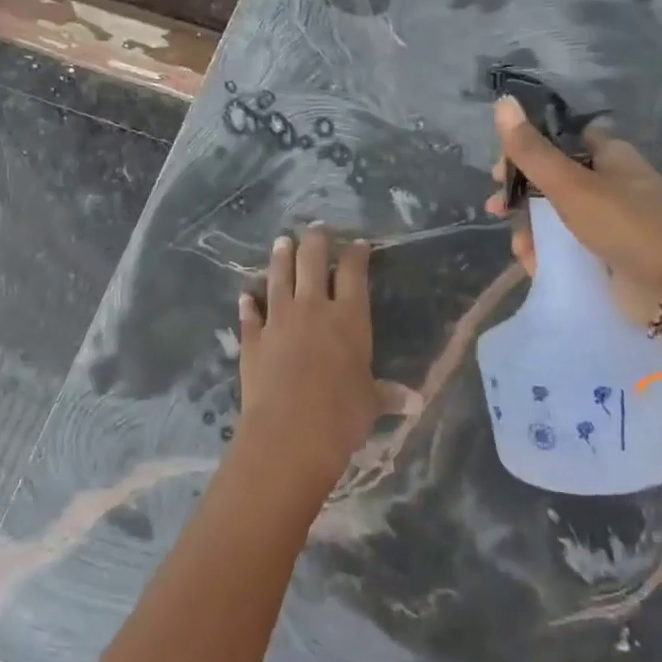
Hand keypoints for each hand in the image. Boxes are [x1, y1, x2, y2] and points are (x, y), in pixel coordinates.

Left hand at [231, 226, 376, 501]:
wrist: (289, 432)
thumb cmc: (342, 415)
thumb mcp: (370, 403)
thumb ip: (387, 395)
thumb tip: (416, 401)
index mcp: (349, 318)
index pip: (354, 273)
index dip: (356, 254)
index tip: (357, 243)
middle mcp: (313, 309)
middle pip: (312, 263)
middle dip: (316, 242)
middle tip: (316, 228)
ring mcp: (279, 321)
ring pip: (279, 279)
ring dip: (280, 258)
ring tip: (282, 241)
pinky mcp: (252, 340)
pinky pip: (250, 315)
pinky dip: (248, 304)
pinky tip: (246, 295)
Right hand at [484, 97, 661, 343]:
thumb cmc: (627, 223)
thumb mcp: (571, 184)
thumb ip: (532, 150)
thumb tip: (502, 101)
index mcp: (607, 155)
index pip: (557, 140)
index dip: (525, 149)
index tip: (498, 170)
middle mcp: (607, 183)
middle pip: (551, 180)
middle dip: (520, 196)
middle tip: (497, 209)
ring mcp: (608, 220)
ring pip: (555, 217)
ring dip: (530, 229)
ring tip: (521, 248)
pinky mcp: (606, 254)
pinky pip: (566, 247)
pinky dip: (547, 254)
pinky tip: (534, 264)